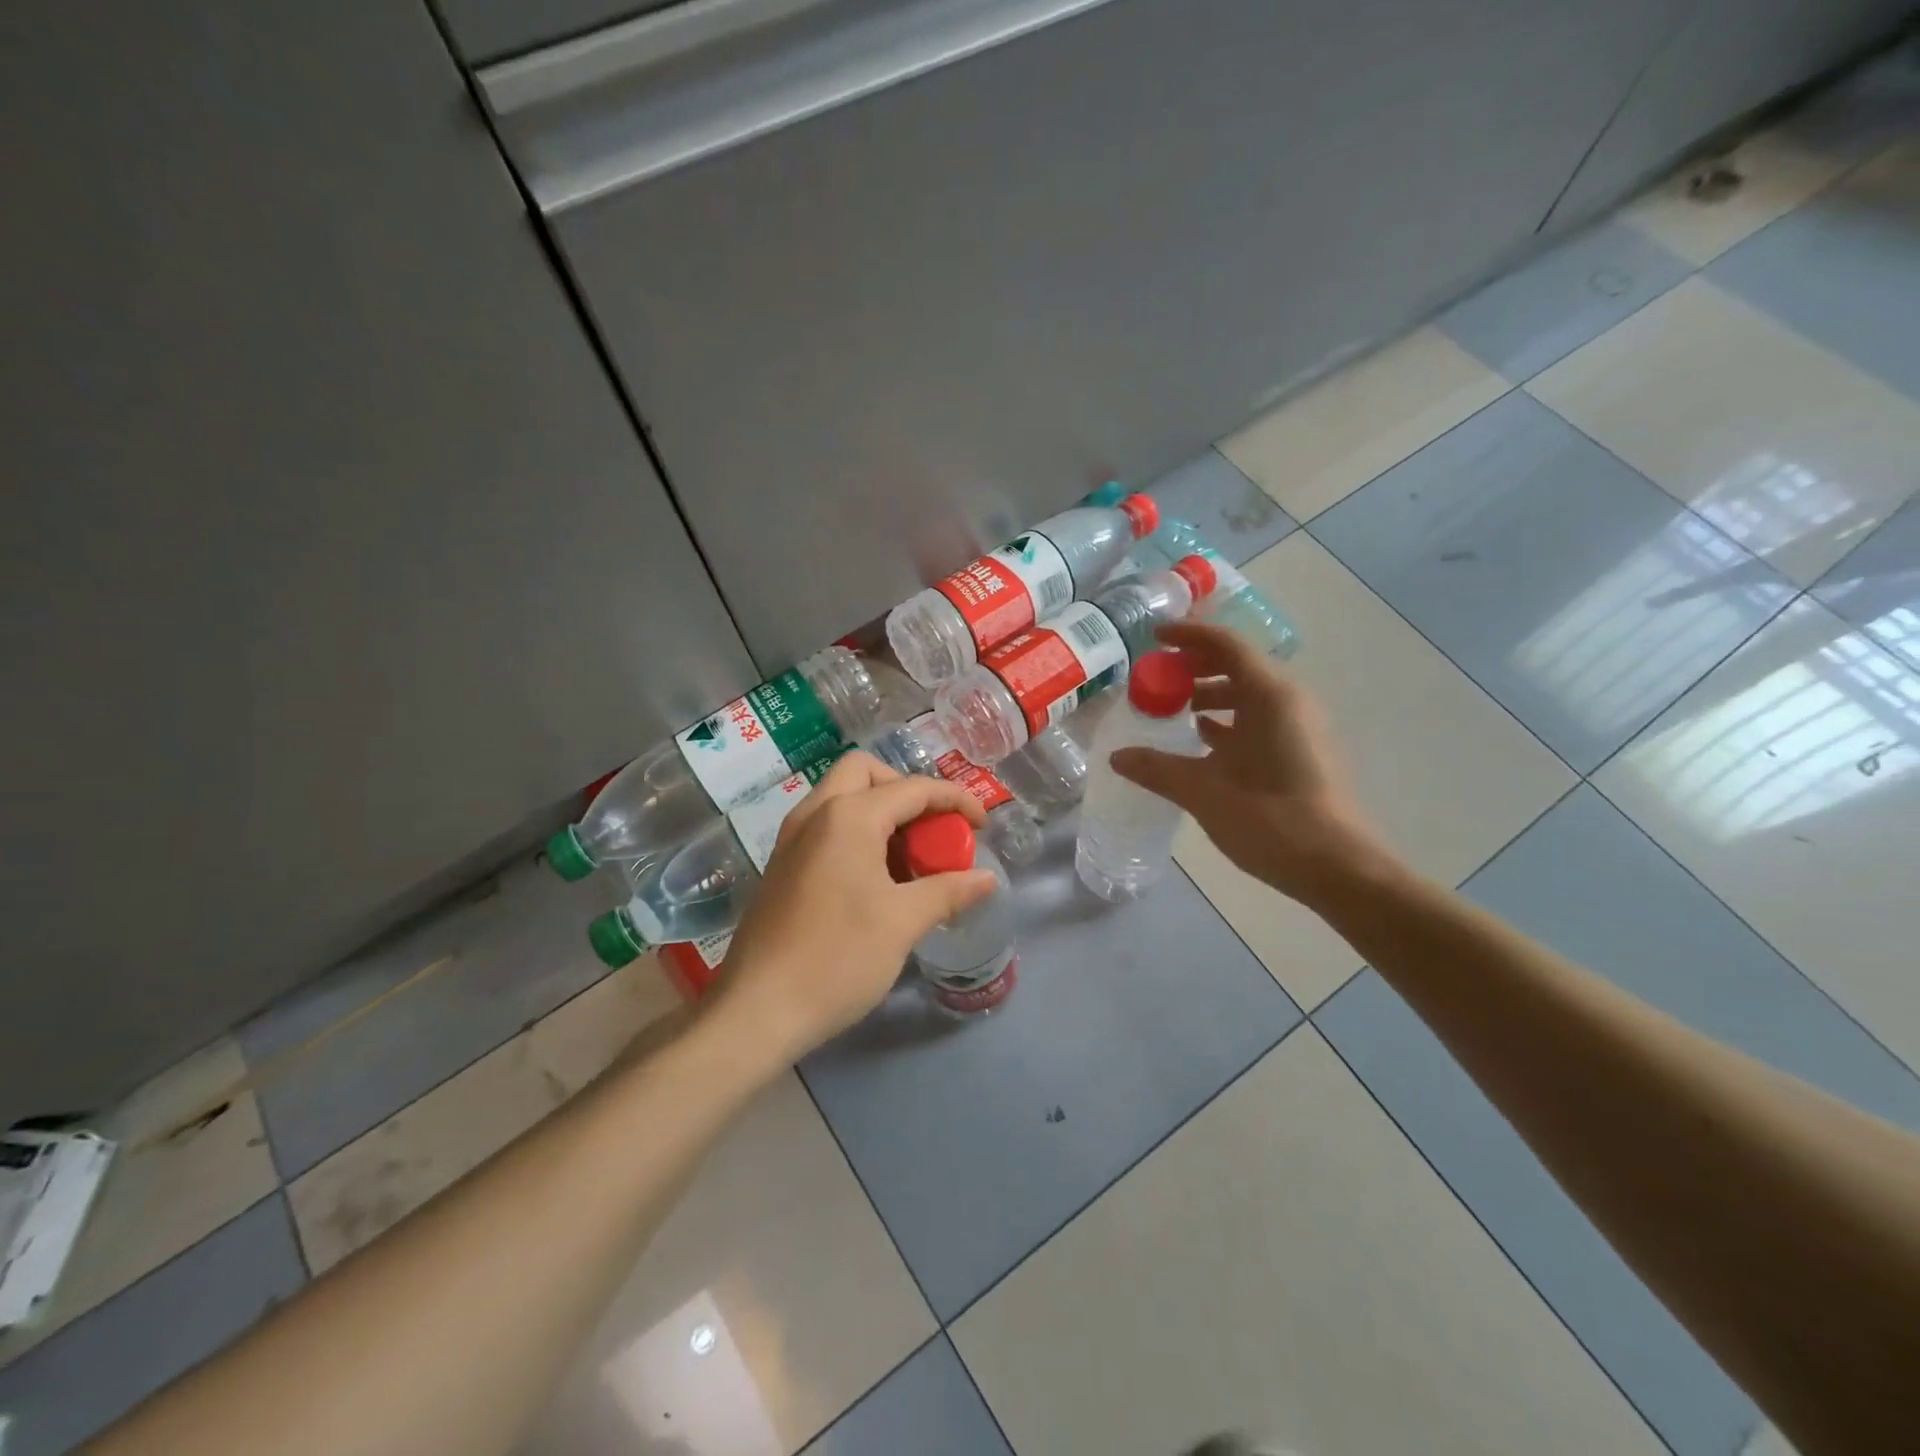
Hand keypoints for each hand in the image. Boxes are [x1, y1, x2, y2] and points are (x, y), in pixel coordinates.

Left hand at [711, 751, 997, 1066]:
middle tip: (931, 829)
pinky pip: (825, 826)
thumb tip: (987, 879)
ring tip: (909, 858)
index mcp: (848, 817)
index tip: (982, 825)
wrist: (757, 1011)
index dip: (955, 800)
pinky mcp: (782, 865)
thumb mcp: (903, 922)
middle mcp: (815, 814)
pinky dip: (856, 832)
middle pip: (865, 772)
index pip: (913, 788)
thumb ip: (948, 891)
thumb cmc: (837, 958)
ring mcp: (792, 839)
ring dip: (880, 810)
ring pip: (840, 796)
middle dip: (906, 790)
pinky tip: (874, 878)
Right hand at [1110, 621, 1397, 909]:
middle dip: (1196, 667)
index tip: (1154, 637)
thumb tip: (1117, 757)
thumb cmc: (1270, 819)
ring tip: (1174, 711)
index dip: (1188, 636)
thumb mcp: (1203, 791)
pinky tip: (1203, 743)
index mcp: (1270, 696)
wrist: (1337, 867)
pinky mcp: (1304, 751)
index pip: (1226, 645)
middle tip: (1158, 678)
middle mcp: (1290, 701)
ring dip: (1212, 695)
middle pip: (1240, 665)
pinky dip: (1230, 721)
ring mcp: (1301, 727)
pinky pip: (1261, 720)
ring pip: (1251, 695)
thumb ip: (1157, 769)